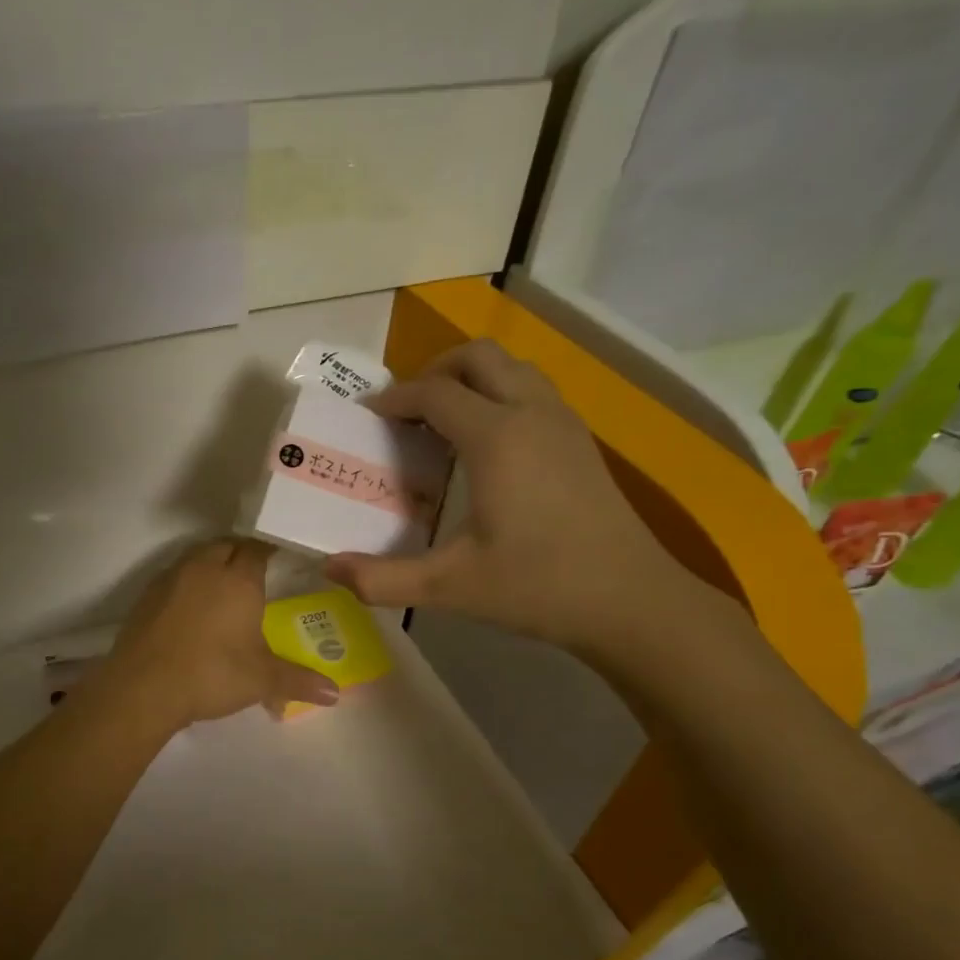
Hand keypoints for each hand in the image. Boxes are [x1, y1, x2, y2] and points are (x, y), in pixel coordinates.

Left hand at [100, 538, 339, 729]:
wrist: (143, 687)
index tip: (282, 558)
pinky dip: (188, 582)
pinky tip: (191, 606)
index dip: (271, 549)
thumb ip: (299, 681)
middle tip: (256, 573)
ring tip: (224, 586)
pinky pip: (175, 575)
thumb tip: (335, 694)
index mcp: (238, 579)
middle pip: (227, 545)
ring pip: (197, 556)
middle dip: (241, 553)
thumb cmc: (211, 674)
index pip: (259, 548)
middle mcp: (205, 568)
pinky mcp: (147, 595)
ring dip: (212, 563)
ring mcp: (171, 578)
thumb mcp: (261, 680)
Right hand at [327, 340, 702, 653]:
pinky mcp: (581, 441)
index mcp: (496, 438)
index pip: (434, 392)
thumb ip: (383, 579)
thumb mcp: (450, 586)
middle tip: (406, 411)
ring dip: (471, 379)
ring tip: (442, 421)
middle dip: (434, 371)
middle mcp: (532, 414)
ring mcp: (564, 423)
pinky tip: (487, 445)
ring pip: (512, 367)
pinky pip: (533, 390)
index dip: (394, 398)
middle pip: (477, 357)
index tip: (366, 415)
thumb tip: (329, 570)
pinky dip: (500, 394)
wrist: (631, 601)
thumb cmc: (538, 587)